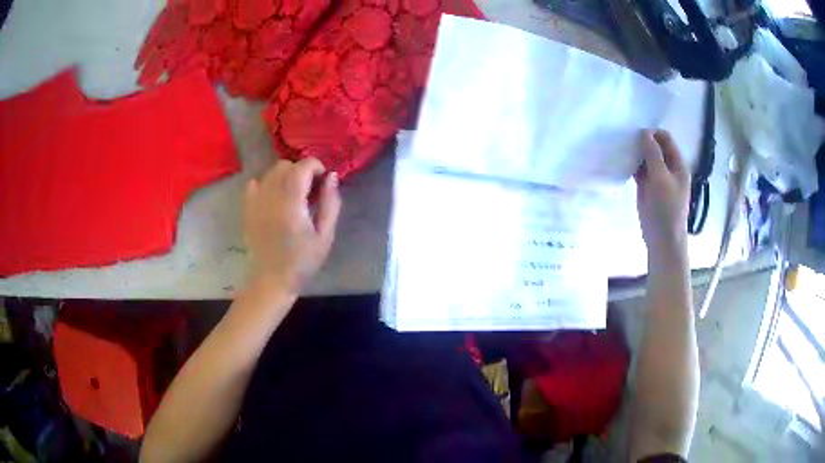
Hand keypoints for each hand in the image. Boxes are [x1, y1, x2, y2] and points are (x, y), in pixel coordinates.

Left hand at [243, 158, 340, 294]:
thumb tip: (331, 176)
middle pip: (285, 165)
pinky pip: (255, 183)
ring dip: (285, 176)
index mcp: (291, 202)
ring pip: (270, 172)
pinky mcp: (247, 208)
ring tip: (293, 194)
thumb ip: (330, 203)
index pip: (302, 167)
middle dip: (301, 170)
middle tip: (310, 189)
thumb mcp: (325, 235)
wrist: (272, 280)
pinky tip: (274, 198)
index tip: (323, 180)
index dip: (316, 166)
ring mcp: (256, 201)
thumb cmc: (302, 261)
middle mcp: (271, 196)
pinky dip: (266, 183)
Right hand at [634, 129, 690, 255]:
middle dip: (642, 142)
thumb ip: (653, 154)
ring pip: (646, 158)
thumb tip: (644, 133)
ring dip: (636, 154)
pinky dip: (632, 166)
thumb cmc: (666, 209)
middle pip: (655, 147)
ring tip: (623, 151)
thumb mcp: (661, 178)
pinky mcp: (647, 188)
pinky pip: (640, 171)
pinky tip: (623, 163)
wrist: (662, 239)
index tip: (637, 135)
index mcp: (678, 165)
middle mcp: (668, 168)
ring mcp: (657, 178)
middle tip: (627, 142)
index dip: (653, 134)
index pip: (666, 139)